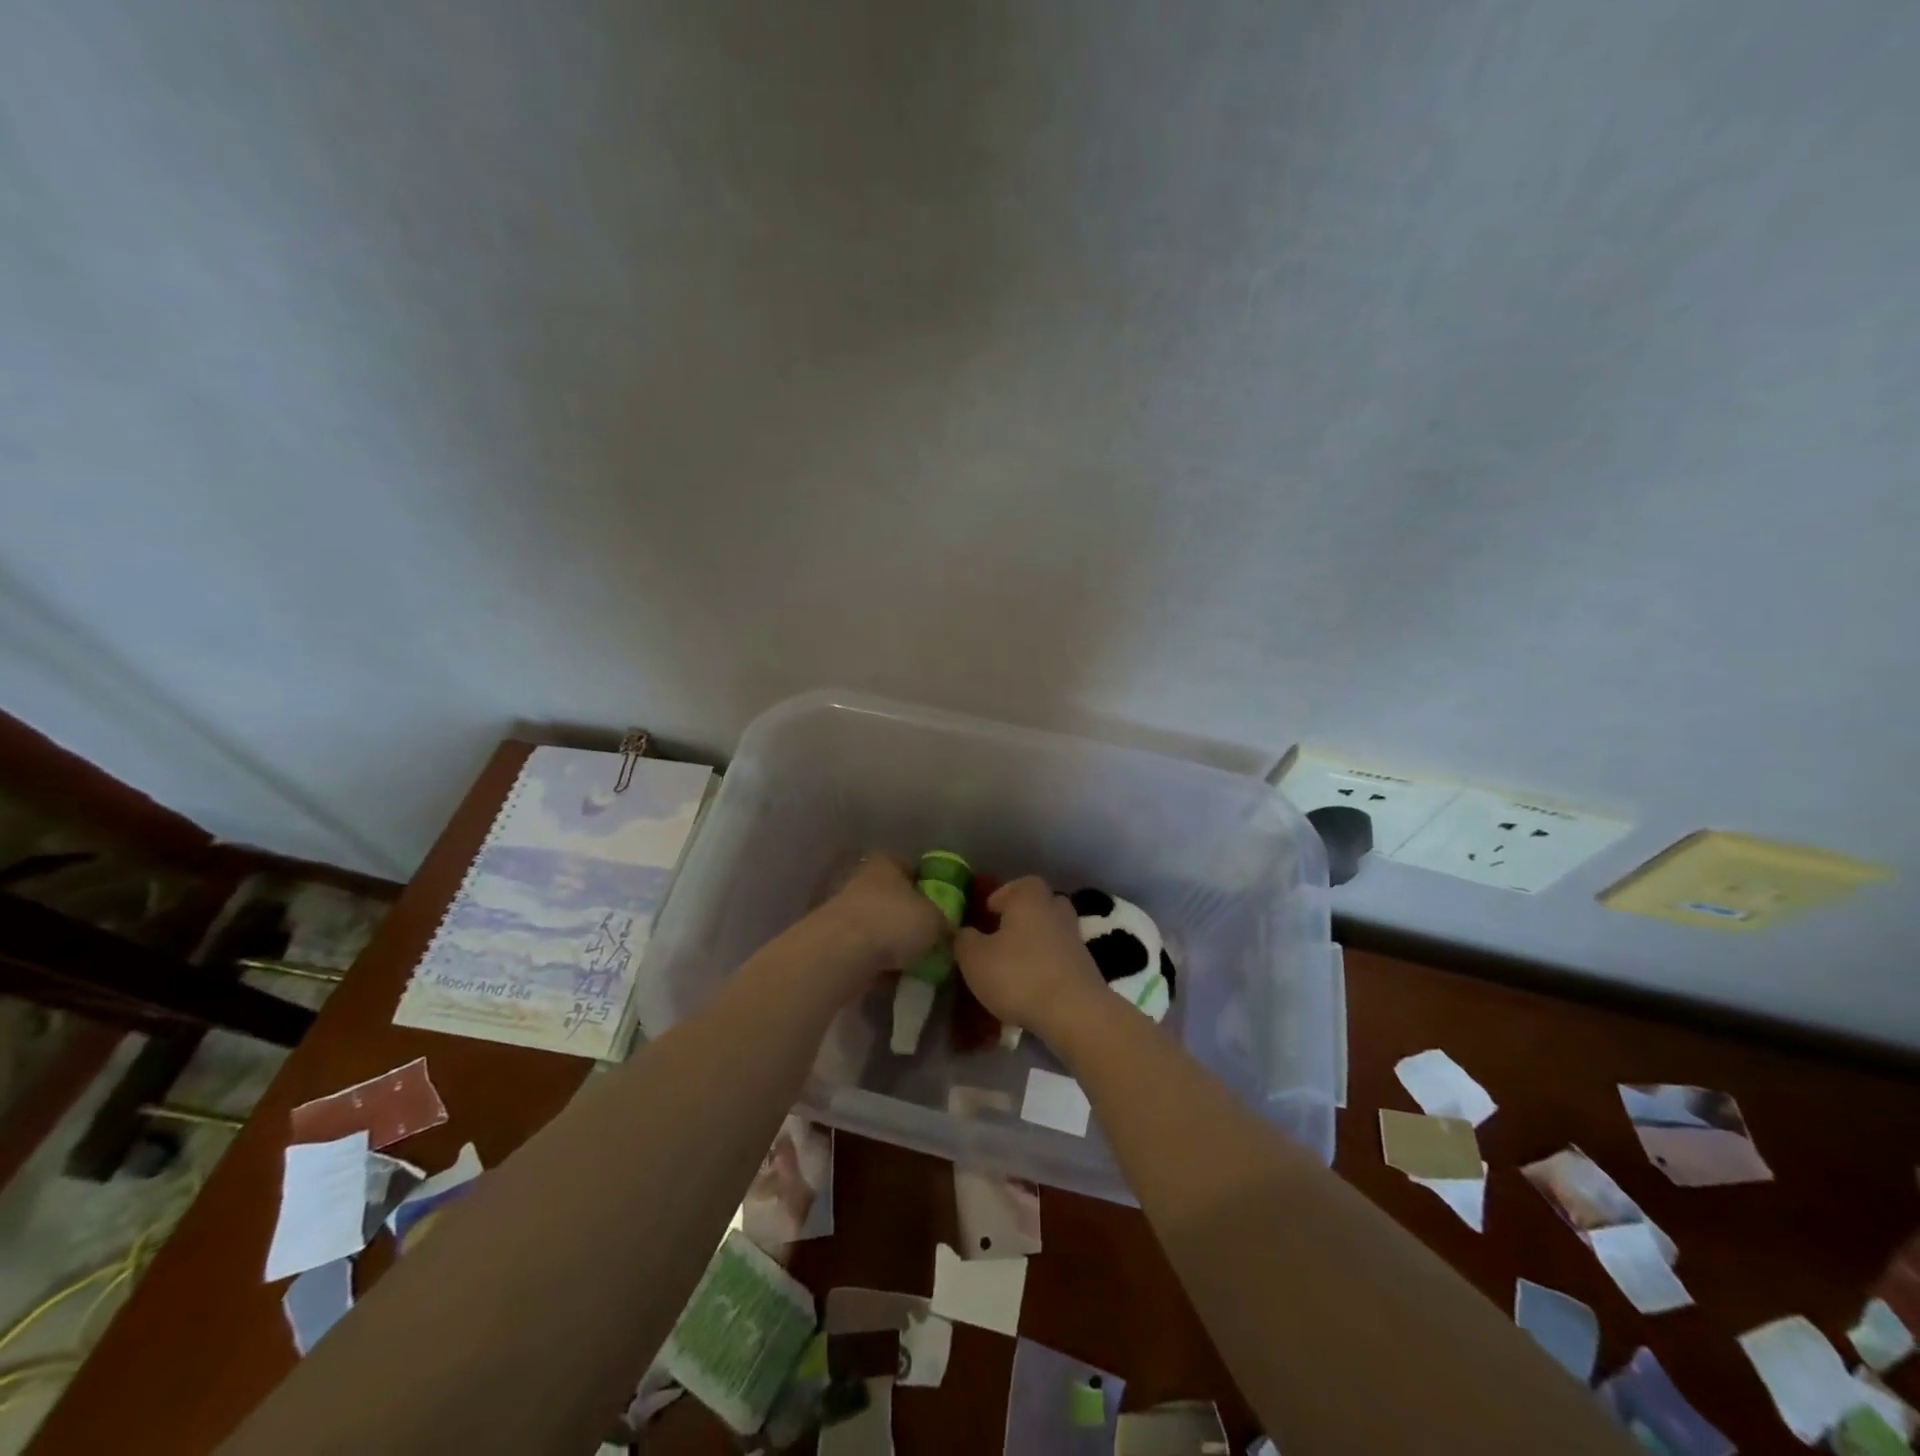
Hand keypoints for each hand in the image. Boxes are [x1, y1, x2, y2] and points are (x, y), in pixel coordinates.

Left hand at [817, 855, 946, 978]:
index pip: (911, 868)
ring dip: (892, 942)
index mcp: (886, 864)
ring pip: (877, 926)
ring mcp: (844, 911)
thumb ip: (945, 923)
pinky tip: (892, 978)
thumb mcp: (936, 921)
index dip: (928, 887)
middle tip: (930, 940)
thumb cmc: (893, 922)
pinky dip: (877, 962)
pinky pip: (864, 950)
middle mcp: (862, 881)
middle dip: (909, 918)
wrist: (840, 953)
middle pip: (893, 898)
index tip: (942, 908)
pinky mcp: (833, 941)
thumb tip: (948, 931)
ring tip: (914, 964)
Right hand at [954, 876, 1105, 1038]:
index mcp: (1029, 897)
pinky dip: (1046, 966)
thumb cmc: (1018, 975)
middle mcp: (1055, 909)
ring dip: (1033, 945)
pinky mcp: (1085, 965)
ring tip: (1011, 968)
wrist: (1074, 1013)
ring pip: (1048, 932)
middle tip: (998, 941)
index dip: (998, 899)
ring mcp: (1074, 937)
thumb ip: (963, 939)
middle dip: (1018, 920)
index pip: (1014, 885)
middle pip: (1036, 906)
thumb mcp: (974, 958)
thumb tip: (964, 932)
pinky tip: (1031, 987)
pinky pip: (1059, 957)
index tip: (983, 919)